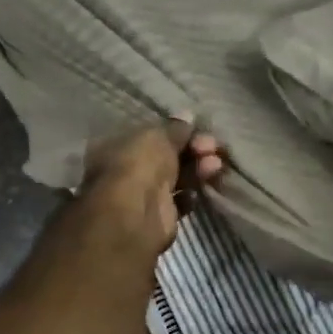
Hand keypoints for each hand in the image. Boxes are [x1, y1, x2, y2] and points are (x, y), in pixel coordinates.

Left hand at [80, 117, 224, 255]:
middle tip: (212, 146)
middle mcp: (126, 170)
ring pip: (175, 177)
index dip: (174, 130)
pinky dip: (190, 195)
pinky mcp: (158, 217)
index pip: (150, 134)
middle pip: (166, 156)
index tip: (196, 128)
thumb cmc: (139, 165)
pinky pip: (179, 201)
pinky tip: (198, 191)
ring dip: (197, 169)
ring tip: (215, 165)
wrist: (135, 215)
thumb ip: (175, 127)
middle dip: (192, 150)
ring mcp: (142, 195)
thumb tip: (188, 116)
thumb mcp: (158, 135)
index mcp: (117, 146)